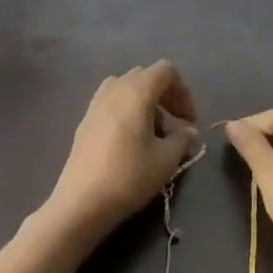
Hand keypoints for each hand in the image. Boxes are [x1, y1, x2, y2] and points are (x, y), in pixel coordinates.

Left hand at [35, 62, 200, 249]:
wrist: (82, 202)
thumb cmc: (129, 176)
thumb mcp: (166, 160)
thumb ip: (183, 139)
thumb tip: (190, 132)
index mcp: (136, 92)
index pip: (165, 71)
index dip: (183, 91)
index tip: (190, 120)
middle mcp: (114, 90)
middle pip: (145, 76)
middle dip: (165, 96)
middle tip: (175, 124)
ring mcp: (95, 104)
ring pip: (126, 89)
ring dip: (144, 103)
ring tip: (152, 133)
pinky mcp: (84, 121)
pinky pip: (111, 103)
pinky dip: (126, 111)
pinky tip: (130, 142)